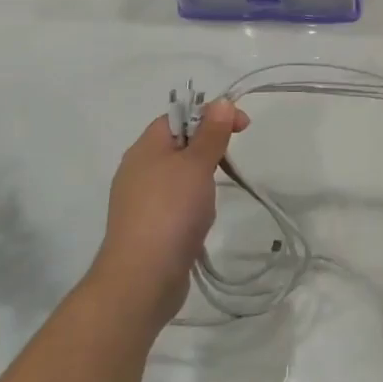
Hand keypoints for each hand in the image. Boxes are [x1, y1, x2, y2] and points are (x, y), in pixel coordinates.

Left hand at [90, 100, 249, 325]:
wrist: (142, 279)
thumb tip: (222, 102)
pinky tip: (202, 219)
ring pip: (179, 175)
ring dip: (202, 178)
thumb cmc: (170, 211)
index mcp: (145, 148)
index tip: (244, 126)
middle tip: (231, 160)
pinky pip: (176, 203)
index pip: (178, 116)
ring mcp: (141, 201)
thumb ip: (211, 133)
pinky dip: (193, 204)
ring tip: (215, 194)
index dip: (211, 114)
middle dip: (209, 147)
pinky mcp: (148, 227)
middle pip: (178, 144)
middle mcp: (138, 170)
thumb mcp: (196, 165)